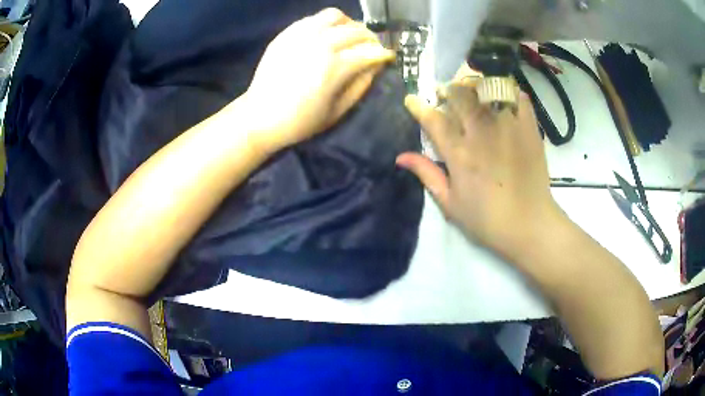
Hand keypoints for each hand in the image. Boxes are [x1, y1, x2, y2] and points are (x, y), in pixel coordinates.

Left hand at [243, 8, 394, 151]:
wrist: (260, 116)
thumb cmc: (301, 121)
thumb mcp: (338, 111)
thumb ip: (361, 85)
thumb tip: (376, 65)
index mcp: (335, 67)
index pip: (370, 51)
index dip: (384, 53)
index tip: (388, 57)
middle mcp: (321, 44)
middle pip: (357, 31)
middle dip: (371, 38)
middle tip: (371, 48)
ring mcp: (301, 35)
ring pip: (336, 16)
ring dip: (349, 24)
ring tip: (349, 36)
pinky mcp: (287, 33)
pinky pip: (314, 18)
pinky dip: (327, 23)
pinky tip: (327, 35)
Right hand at [396, 84, 562, 256]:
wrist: (530, 225)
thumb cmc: (487, 220)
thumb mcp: (451, 204)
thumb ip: (427, 175)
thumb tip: (401, 157)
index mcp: (459, 154)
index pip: (433, 119)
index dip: (419, 106)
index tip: (412, 100)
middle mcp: (481, 134)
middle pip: (460, 96)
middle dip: (448, 90)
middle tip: (447, 94)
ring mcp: (508, 128)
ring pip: (486, 90)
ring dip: (475, 86)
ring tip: (474, 91)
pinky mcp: (529, 129)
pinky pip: (518, 98)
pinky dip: (509, 92)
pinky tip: (504, 98)